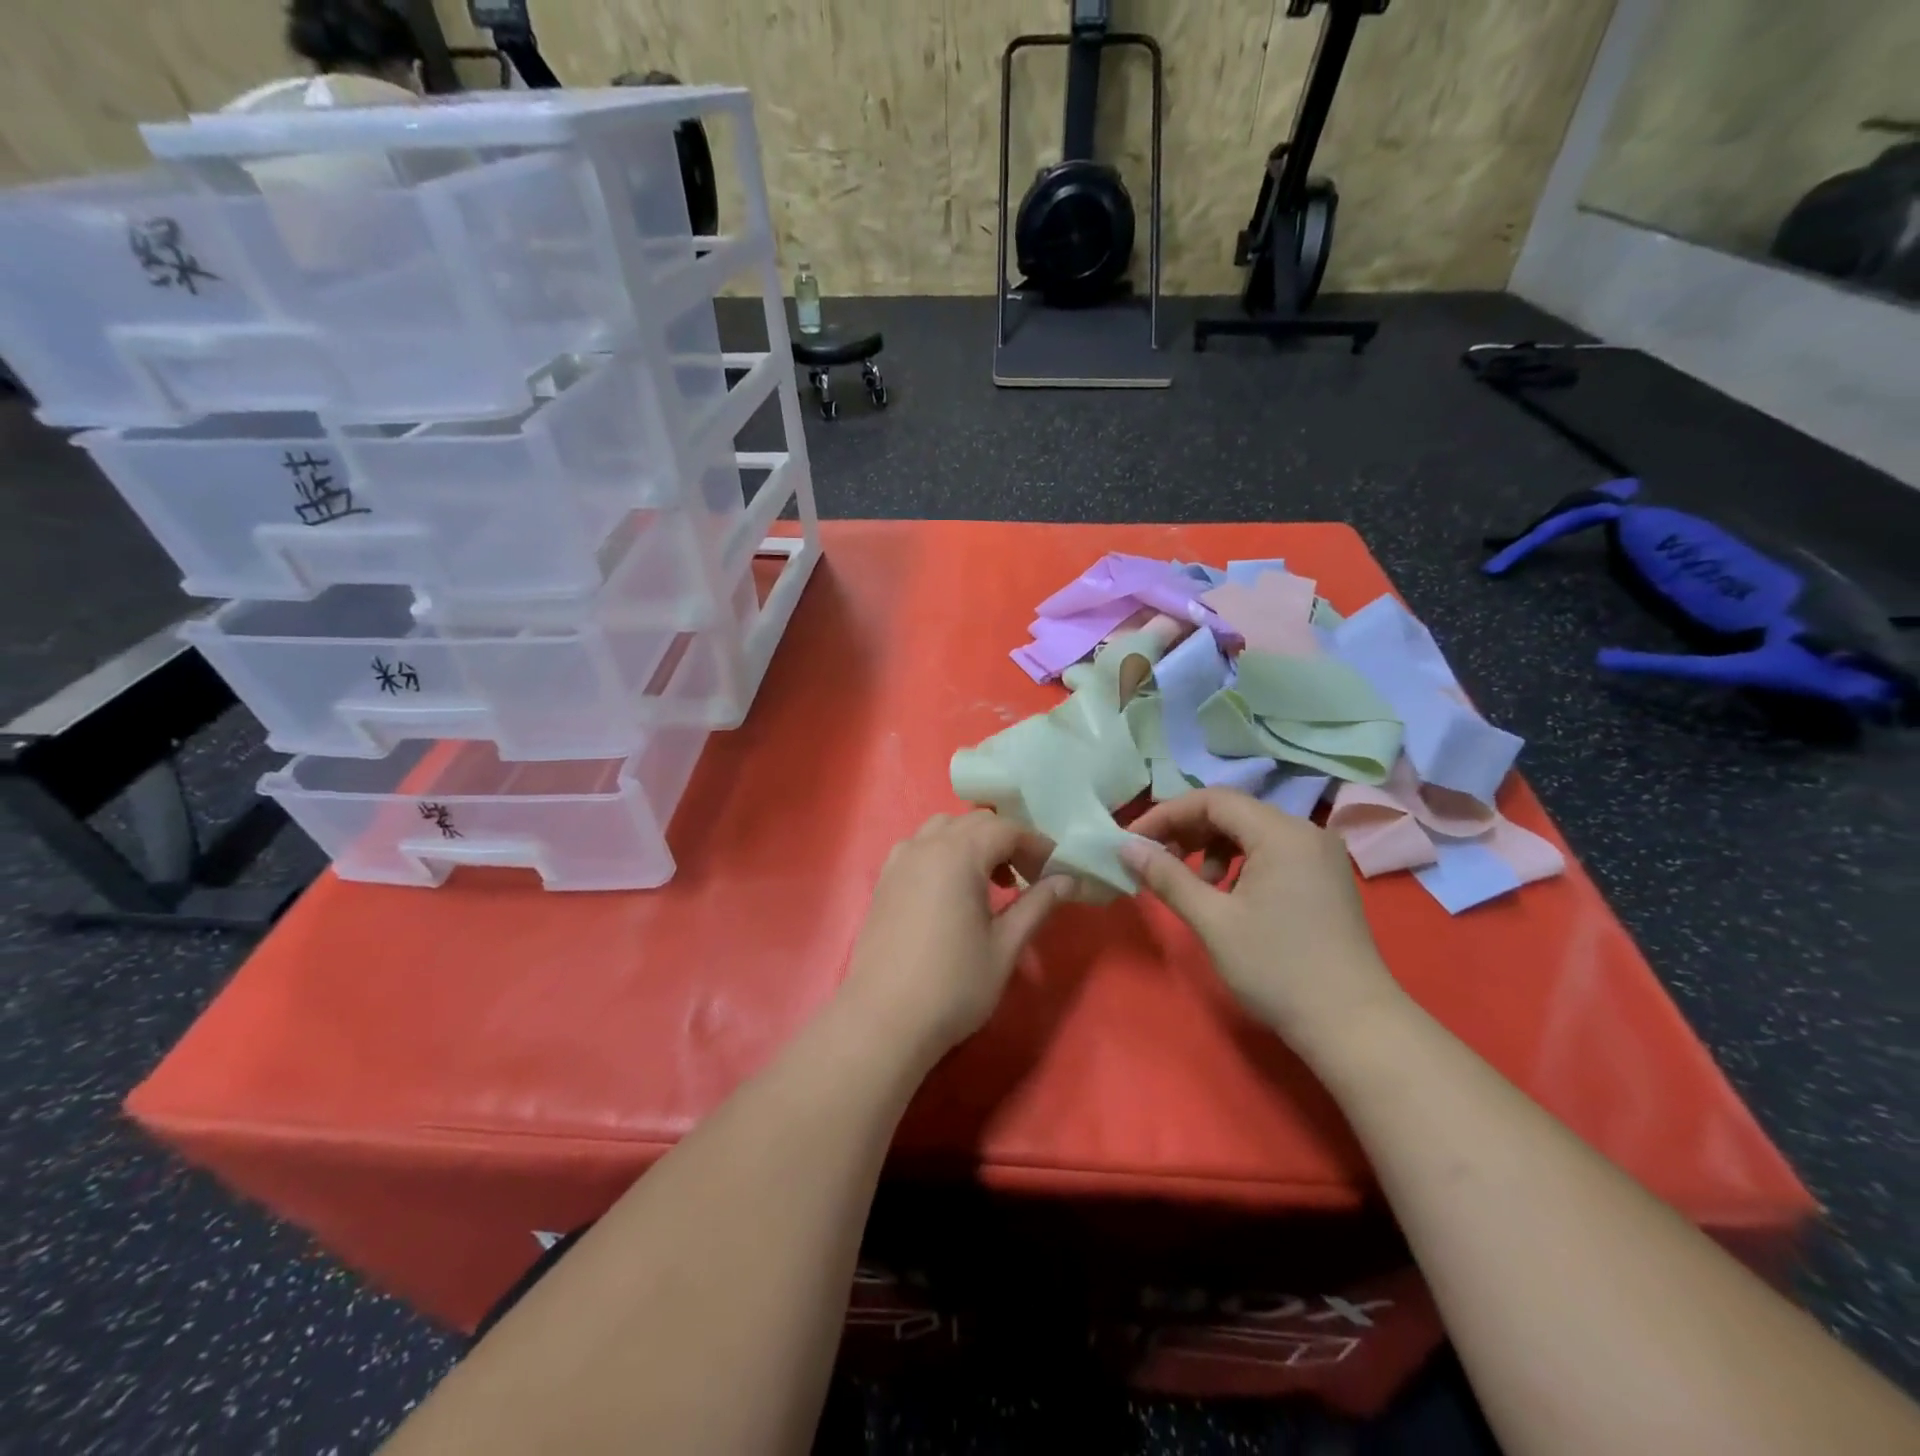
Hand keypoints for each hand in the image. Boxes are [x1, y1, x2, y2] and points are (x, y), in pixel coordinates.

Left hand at [843, 812, 1071, 1059]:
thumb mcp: (1005, 946)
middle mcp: (925, 846)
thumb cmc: (953, 985)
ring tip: (991, 881)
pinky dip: (944, 852)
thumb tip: (1068, 880)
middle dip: (1006, 840)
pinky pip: (920, 846)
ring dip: (973, 842)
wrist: (884, 1020)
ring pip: (944, 828)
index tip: (1055, 869)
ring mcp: (900, 861)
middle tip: (1029, 875)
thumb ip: (1037, 905)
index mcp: (958, 854)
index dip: (1035, 844)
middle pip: (974, 822)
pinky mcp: (884, 880)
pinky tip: (953, 890)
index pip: (1005, 829)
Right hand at [1121, 788, 1406, 1056]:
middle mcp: (1305, 831)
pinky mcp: (1324, 878)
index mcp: (1281, 833)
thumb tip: (1126, 847)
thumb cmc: (1277, 968)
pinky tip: (1227, 896)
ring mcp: (1320, 855)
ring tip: (1193, 886)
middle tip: (1154, 860)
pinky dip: (1239, 864)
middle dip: (1187, 831)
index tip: (1133, 840)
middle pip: (1233, 812)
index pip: (1212, 800)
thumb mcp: (1213, 921)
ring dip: (1211, 849)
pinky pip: (1271, 852)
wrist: (1353, 1025)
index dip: (1167, 814)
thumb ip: (1167, 877)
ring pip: (1251, 832)